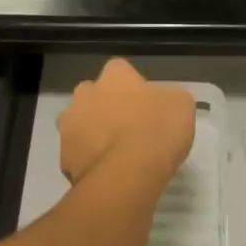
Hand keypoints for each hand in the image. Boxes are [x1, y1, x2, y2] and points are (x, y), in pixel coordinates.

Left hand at [58, 59, 195, 187]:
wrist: (126, 175)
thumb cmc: (157, 132)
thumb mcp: (181, 106)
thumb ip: (168, 97)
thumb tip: (161, 102)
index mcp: (114, 76)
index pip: (121, 71)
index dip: (134, 87)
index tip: (146, 105)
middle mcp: (85, 94)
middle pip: (94, 95)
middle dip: (107, 108)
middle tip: (129, 129)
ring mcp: (69, 125)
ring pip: (81, 124)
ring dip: (93, 134)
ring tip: (116, 155)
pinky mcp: (64, 156)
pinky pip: (78, 154)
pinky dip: (89, 160)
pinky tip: (108, 173)